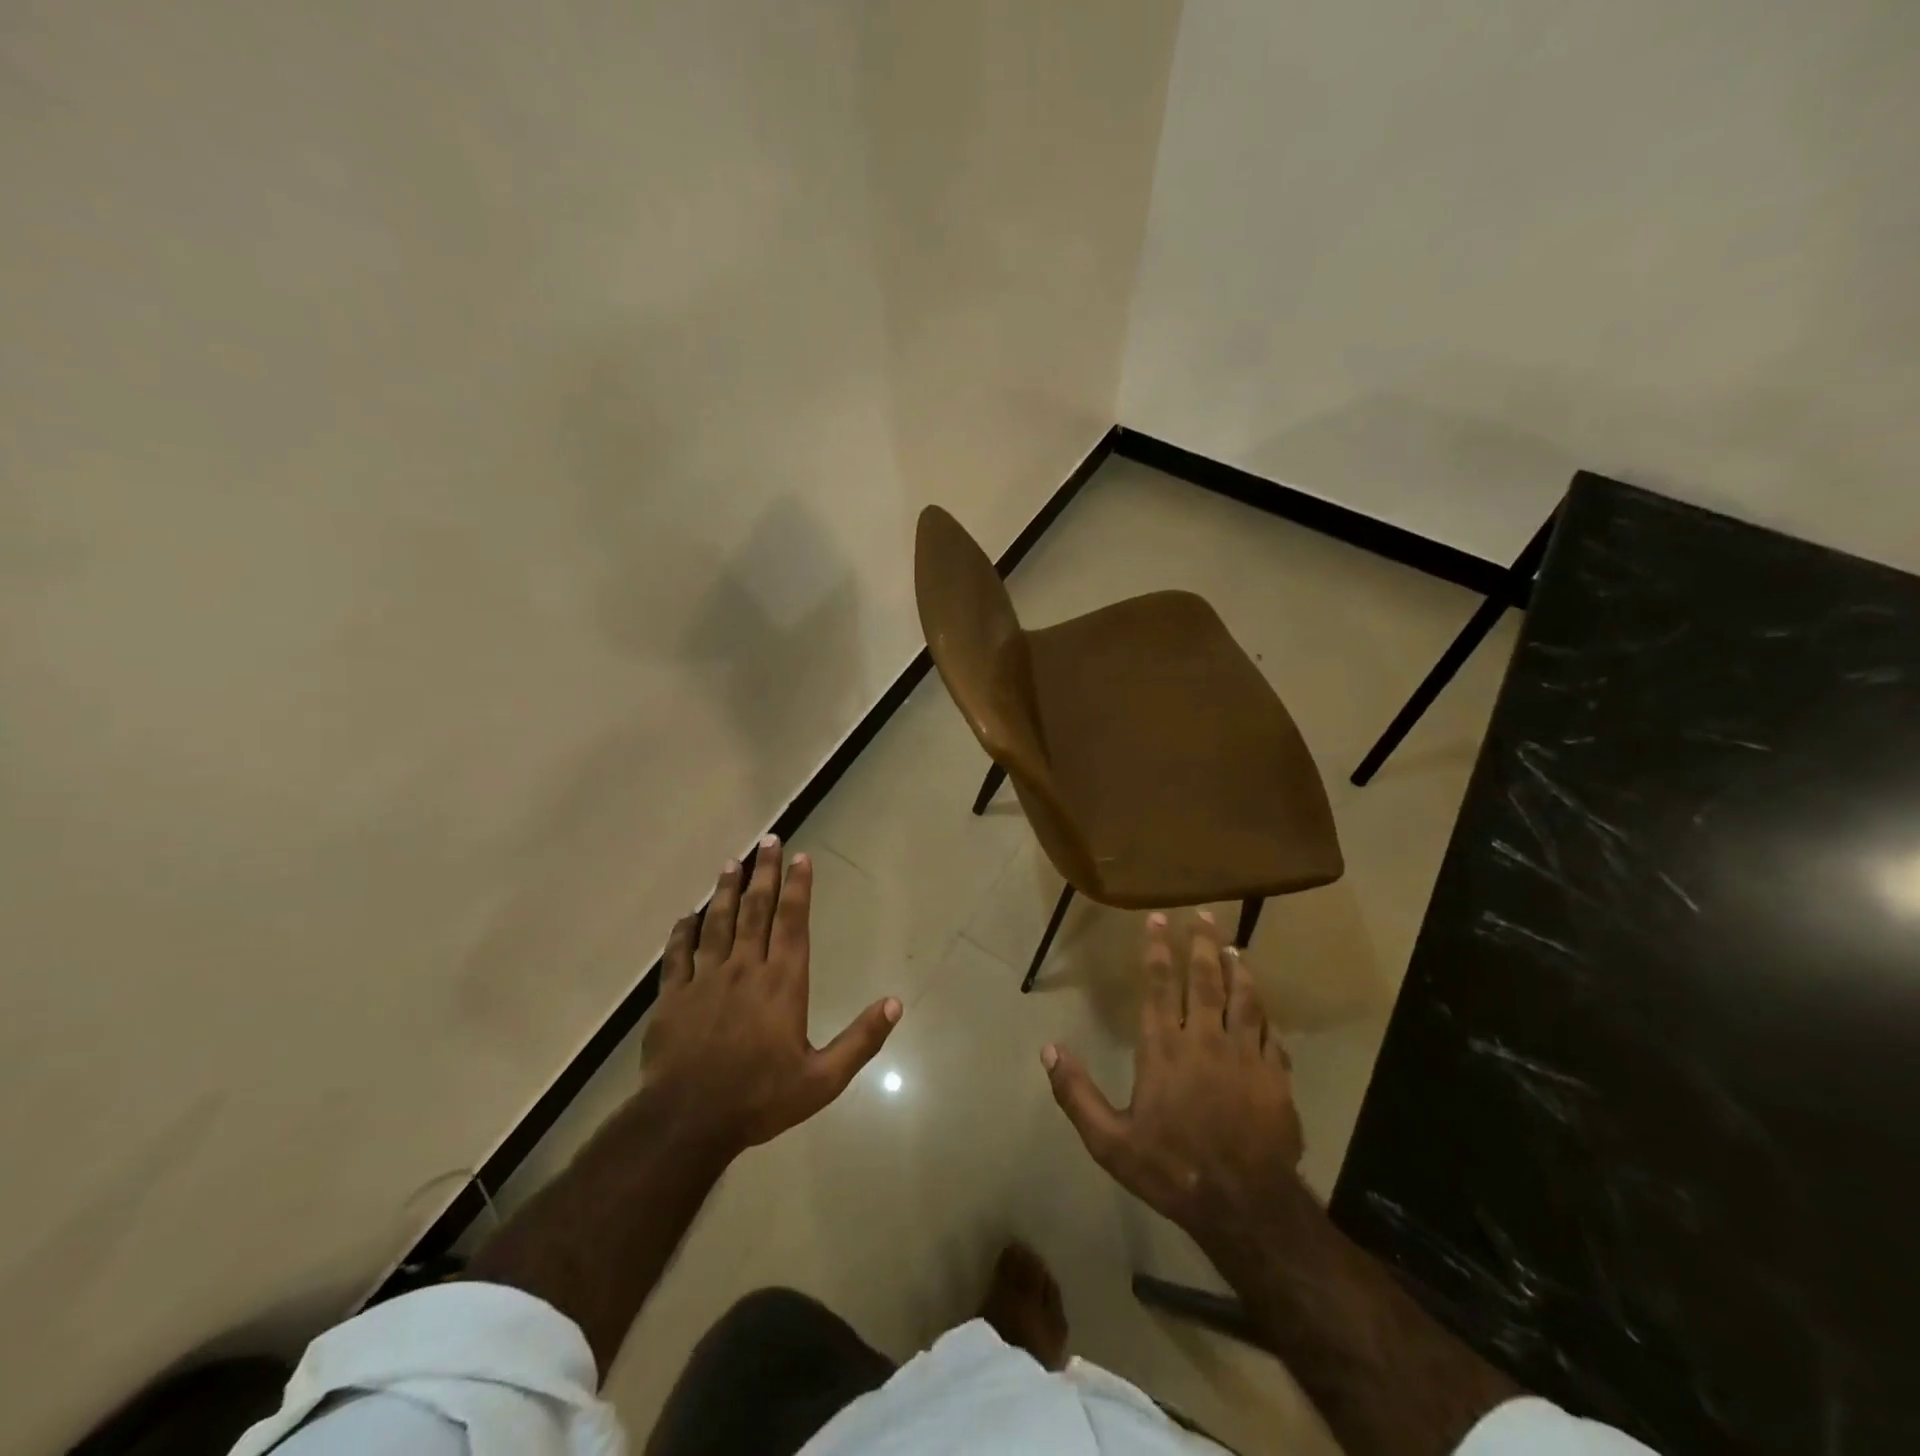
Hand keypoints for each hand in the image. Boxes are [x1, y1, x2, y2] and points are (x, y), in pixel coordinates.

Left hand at [644, 837, 901, 1159]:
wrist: (689, 1122)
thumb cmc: (761, 1098)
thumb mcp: (823, 1079)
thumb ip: (861, 1039)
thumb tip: (895, 1004)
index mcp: (783, 982)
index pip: (793, 922)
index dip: (798, 887)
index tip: (801, 857)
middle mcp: (746, 969)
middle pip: (756, 909)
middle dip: (764, 873)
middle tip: (768, 841)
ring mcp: (705, 979)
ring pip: (717, 923)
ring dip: (726, 890)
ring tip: (732, 863)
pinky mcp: (673, 996)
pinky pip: (677, 954)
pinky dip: (683, 932)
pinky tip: (687, 916)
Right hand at [1042, 910, 1303, 1260]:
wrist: (1243, 1207)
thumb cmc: (1170, 1169)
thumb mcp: (1109, 1141)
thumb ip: (1076, 1093)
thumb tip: (1048, 1049)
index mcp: (1164, 1049)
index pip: (1159, 985)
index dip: (1157, 950)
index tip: (1157, 919)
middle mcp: (1205, 1040)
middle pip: (1205, 979)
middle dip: (1202, 943)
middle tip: (1203, 914)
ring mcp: (1245, 1056)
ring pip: (1243, 998)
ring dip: (1238, 968)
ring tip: (1233, 945)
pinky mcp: (1275, 1077)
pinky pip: (1271, 1034)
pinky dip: (1265, 1013)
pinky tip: (1263, 1003)